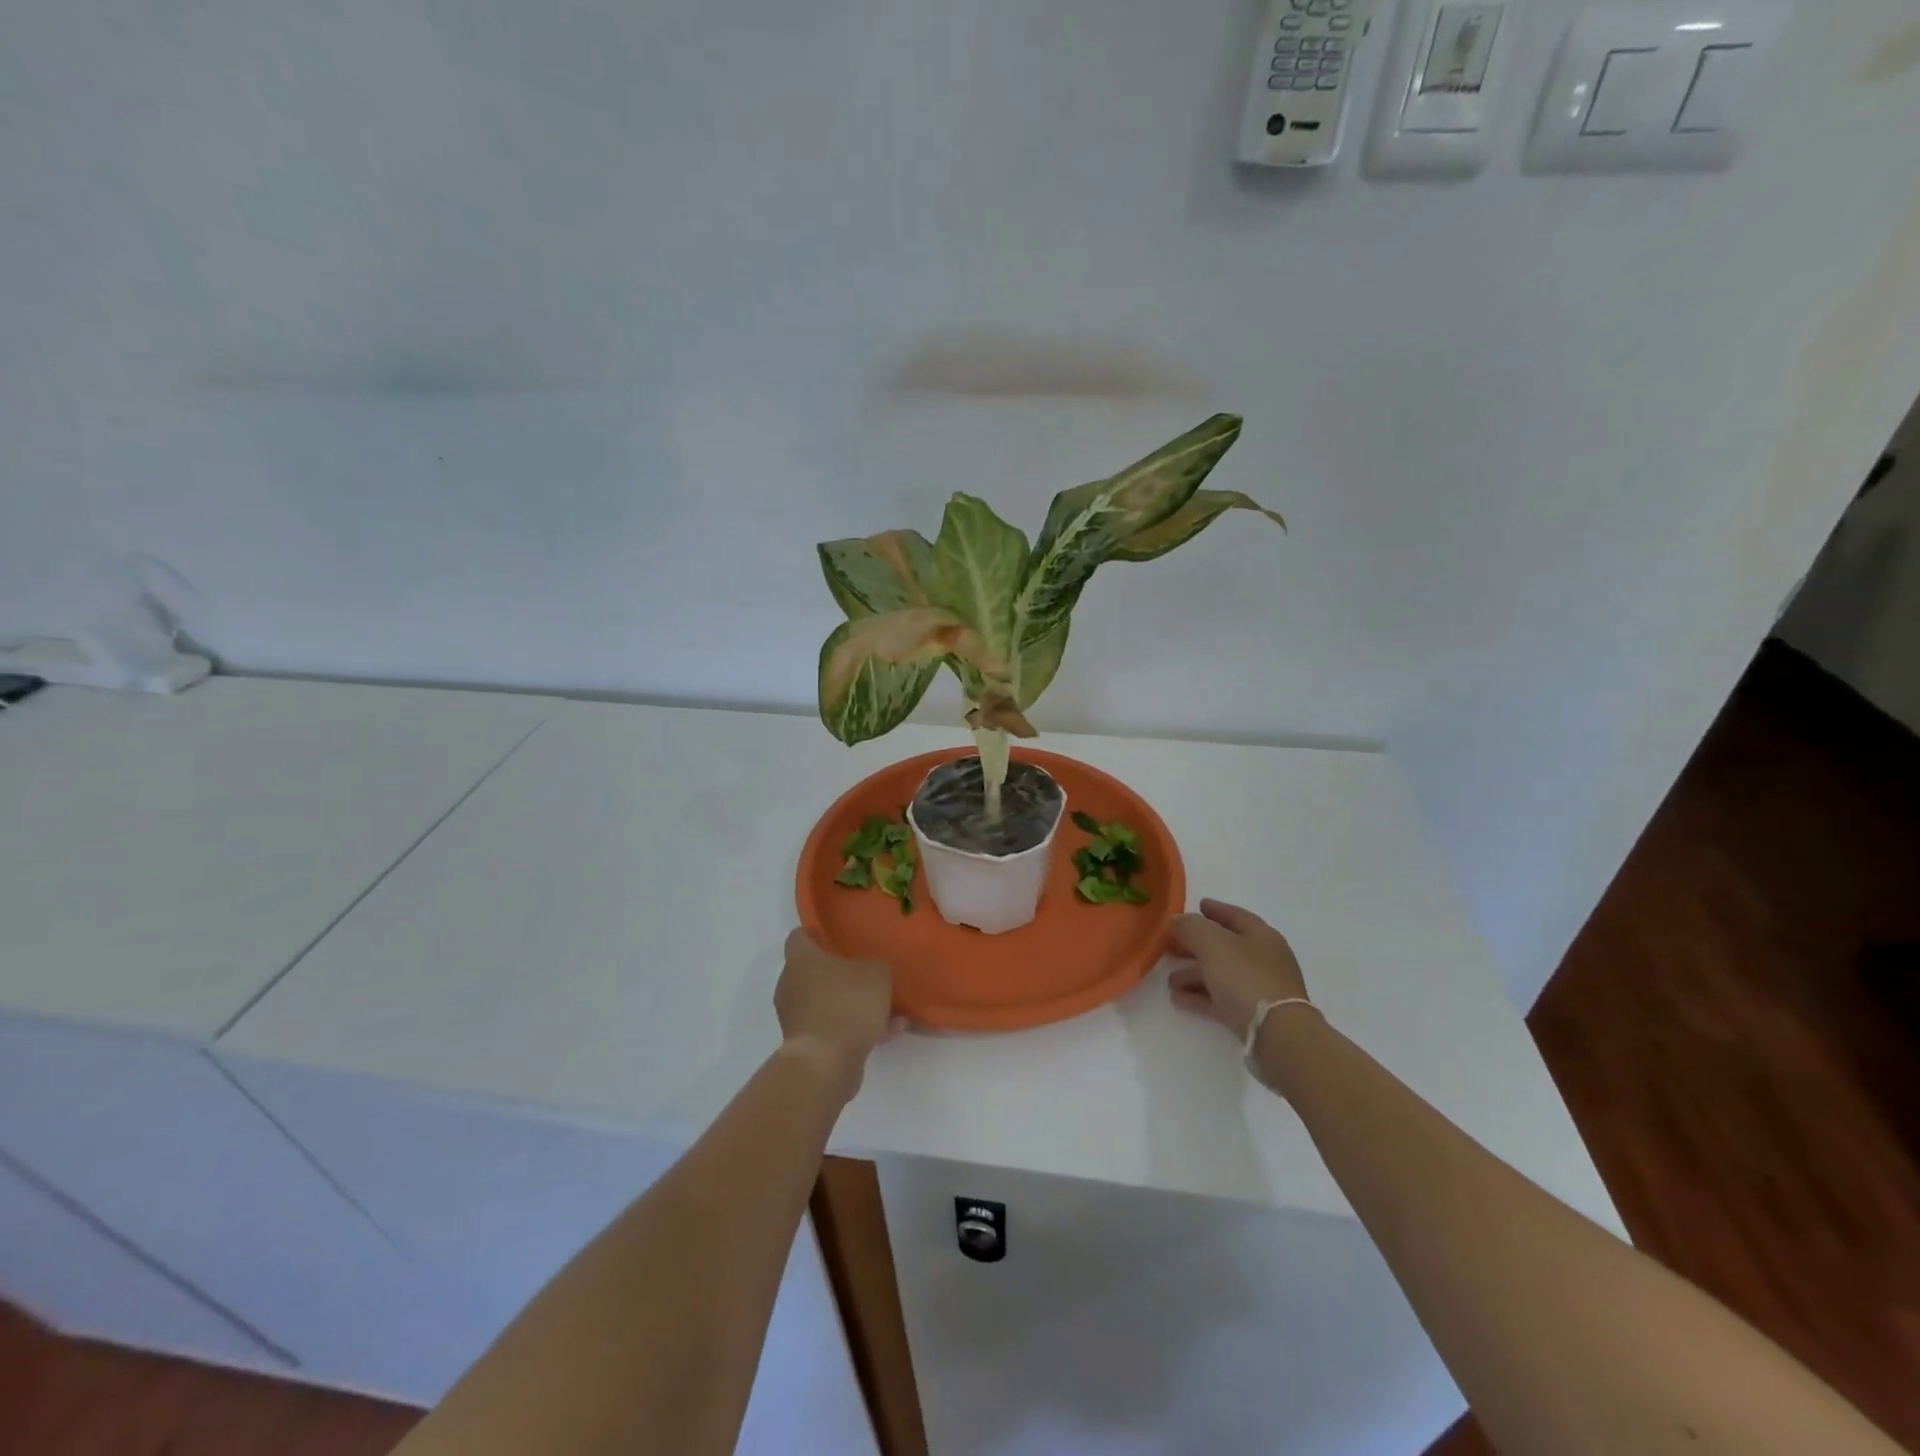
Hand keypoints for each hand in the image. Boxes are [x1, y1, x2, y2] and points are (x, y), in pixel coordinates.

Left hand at [775, 929, 895, 1095]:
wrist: (825, 1063)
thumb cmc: (847, 1003)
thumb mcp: (876, 973)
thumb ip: (874, 965)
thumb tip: (869, 970)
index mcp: (801, 958)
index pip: (799, 936)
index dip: (818, 934)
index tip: (839, 937)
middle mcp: (790, 984)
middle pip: (813, 971)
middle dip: (840, 973)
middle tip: (868, 974)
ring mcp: (795, 1017)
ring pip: (827, 1002)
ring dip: (852, 1005)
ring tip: (888, 1010)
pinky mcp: (805, 1045)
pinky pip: (833, 1028)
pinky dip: (855, 1029)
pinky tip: (887, 1033)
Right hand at [1166, 898, 1309, 1041]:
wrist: (1277, 1034)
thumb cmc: (1245, 978)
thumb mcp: (1212, 943)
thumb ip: (1191, 927)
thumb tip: (1177, 920)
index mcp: (1260, 935)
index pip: (1234, 915)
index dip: (1214, 909)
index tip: (1196, 905)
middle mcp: (1263, 959)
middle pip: (1224, 946)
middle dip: (1195, 945)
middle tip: (1170, 944)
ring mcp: (1260, 988)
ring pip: (1221, 974)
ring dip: (1194, 974)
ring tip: (1169, 980)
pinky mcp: (1253, 1015)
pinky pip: (1221, 998)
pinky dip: (1200, 995)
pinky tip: (1179, 998)